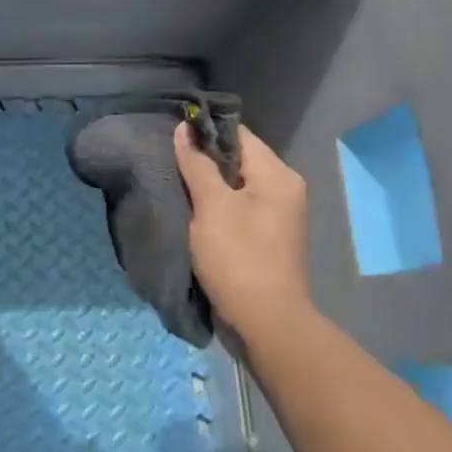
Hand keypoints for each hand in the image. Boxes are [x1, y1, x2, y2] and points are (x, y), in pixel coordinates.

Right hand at [174, 121, 312, 335]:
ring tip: (174, 184)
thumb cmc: (238, 257)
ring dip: (207, 186)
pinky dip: (216, 208)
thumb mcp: (212, 206)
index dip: (205, 131)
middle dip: (203, 160)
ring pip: (236, 187)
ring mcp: (278, 216)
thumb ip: (197, 165)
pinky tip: (192, 213)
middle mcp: (284, 189)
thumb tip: (184, 129)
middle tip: (167, 160)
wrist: (266, 321)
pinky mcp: (267, 238)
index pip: (238, 135)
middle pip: (238, 160)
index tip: (172, 133)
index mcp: (278, 175)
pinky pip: (238, 210)